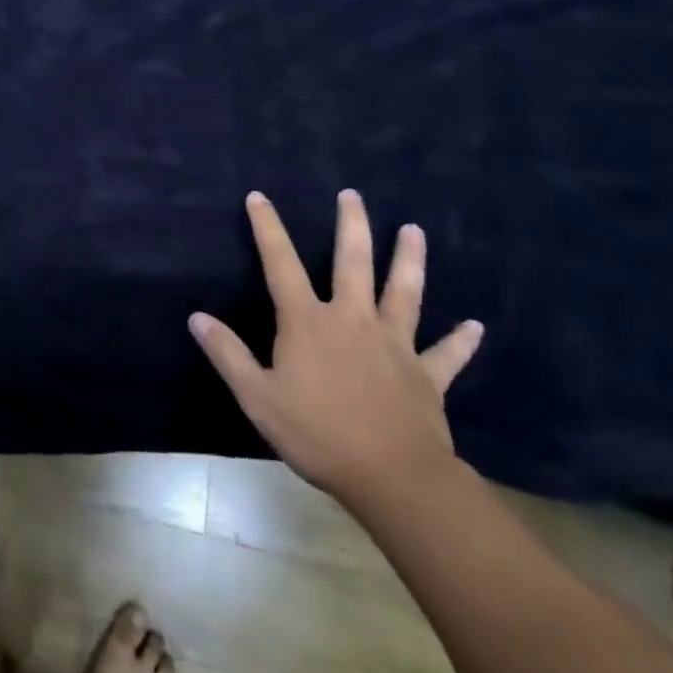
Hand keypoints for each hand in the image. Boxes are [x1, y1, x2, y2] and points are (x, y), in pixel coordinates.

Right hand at [190, 190, 483, 505]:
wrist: (393, 478)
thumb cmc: (318, 434)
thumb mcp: (258, 397)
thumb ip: (228, 354)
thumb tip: (196, 317)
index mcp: (308, 321)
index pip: (280, 263)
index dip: (267, 227)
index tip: (259, 197)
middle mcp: (352, 319)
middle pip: (353, 261)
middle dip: (351, 225)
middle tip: (352, 194)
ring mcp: (394, 344)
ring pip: (403, 292)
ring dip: (409, 259)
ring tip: (414, 230)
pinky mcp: (427, 375)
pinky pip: (446, 354)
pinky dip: (461, 340)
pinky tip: (476, 326)